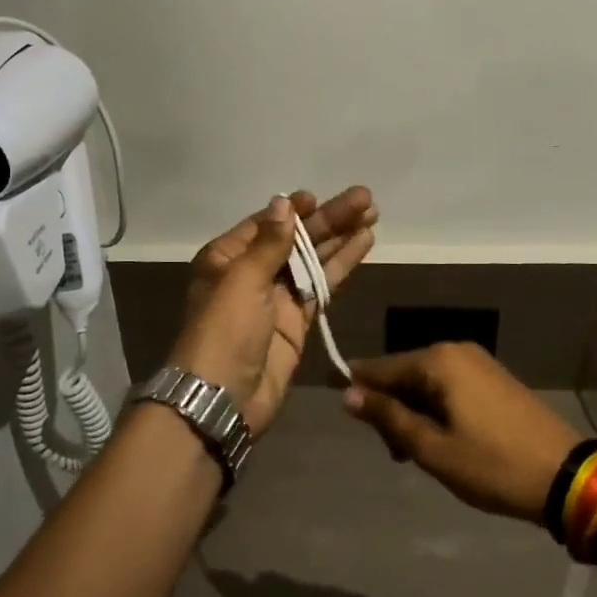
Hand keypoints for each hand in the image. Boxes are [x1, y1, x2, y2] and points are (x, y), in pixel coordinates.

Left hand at [169, 187, 375, 434]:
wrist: (224, 398)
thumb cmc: (225, 329)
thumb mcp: (243, 279)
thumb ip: (270, 243)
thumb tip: (284, 203)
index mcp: (227, 256)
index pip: (267, 223)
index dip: (295, 210)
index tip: (320, 198)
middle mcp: (252, 272)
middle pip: (296, 238)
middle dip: (329, 219)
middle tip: (366, 199)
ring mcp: (277, 297)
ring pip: (313, 259)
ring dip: (341, 238)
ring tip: (373, 214)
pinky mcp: (297, 320)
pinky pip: (322, 286)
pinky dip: (342, 266)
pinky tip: (363, 245)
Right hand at [342, 343, 581, 522]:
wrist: (566, 477)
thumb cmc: (492, 465)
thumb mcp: (432, 448)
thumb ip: (388, 417)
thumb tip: (348, 393)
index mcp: (438, 361)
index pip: (381, 367)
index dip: (359, 389)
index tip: (343, 412)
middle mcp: (456, 350)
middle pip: (405, 373)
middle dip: (392, 408)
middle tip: (395, 453)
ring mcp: (478, 362)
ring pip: (427, 382)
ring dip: (414, 412)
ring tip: (418, 454)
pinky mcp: (494, 378)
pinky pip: (450, 386)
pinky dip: (437, 409)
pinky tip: (442, 439)